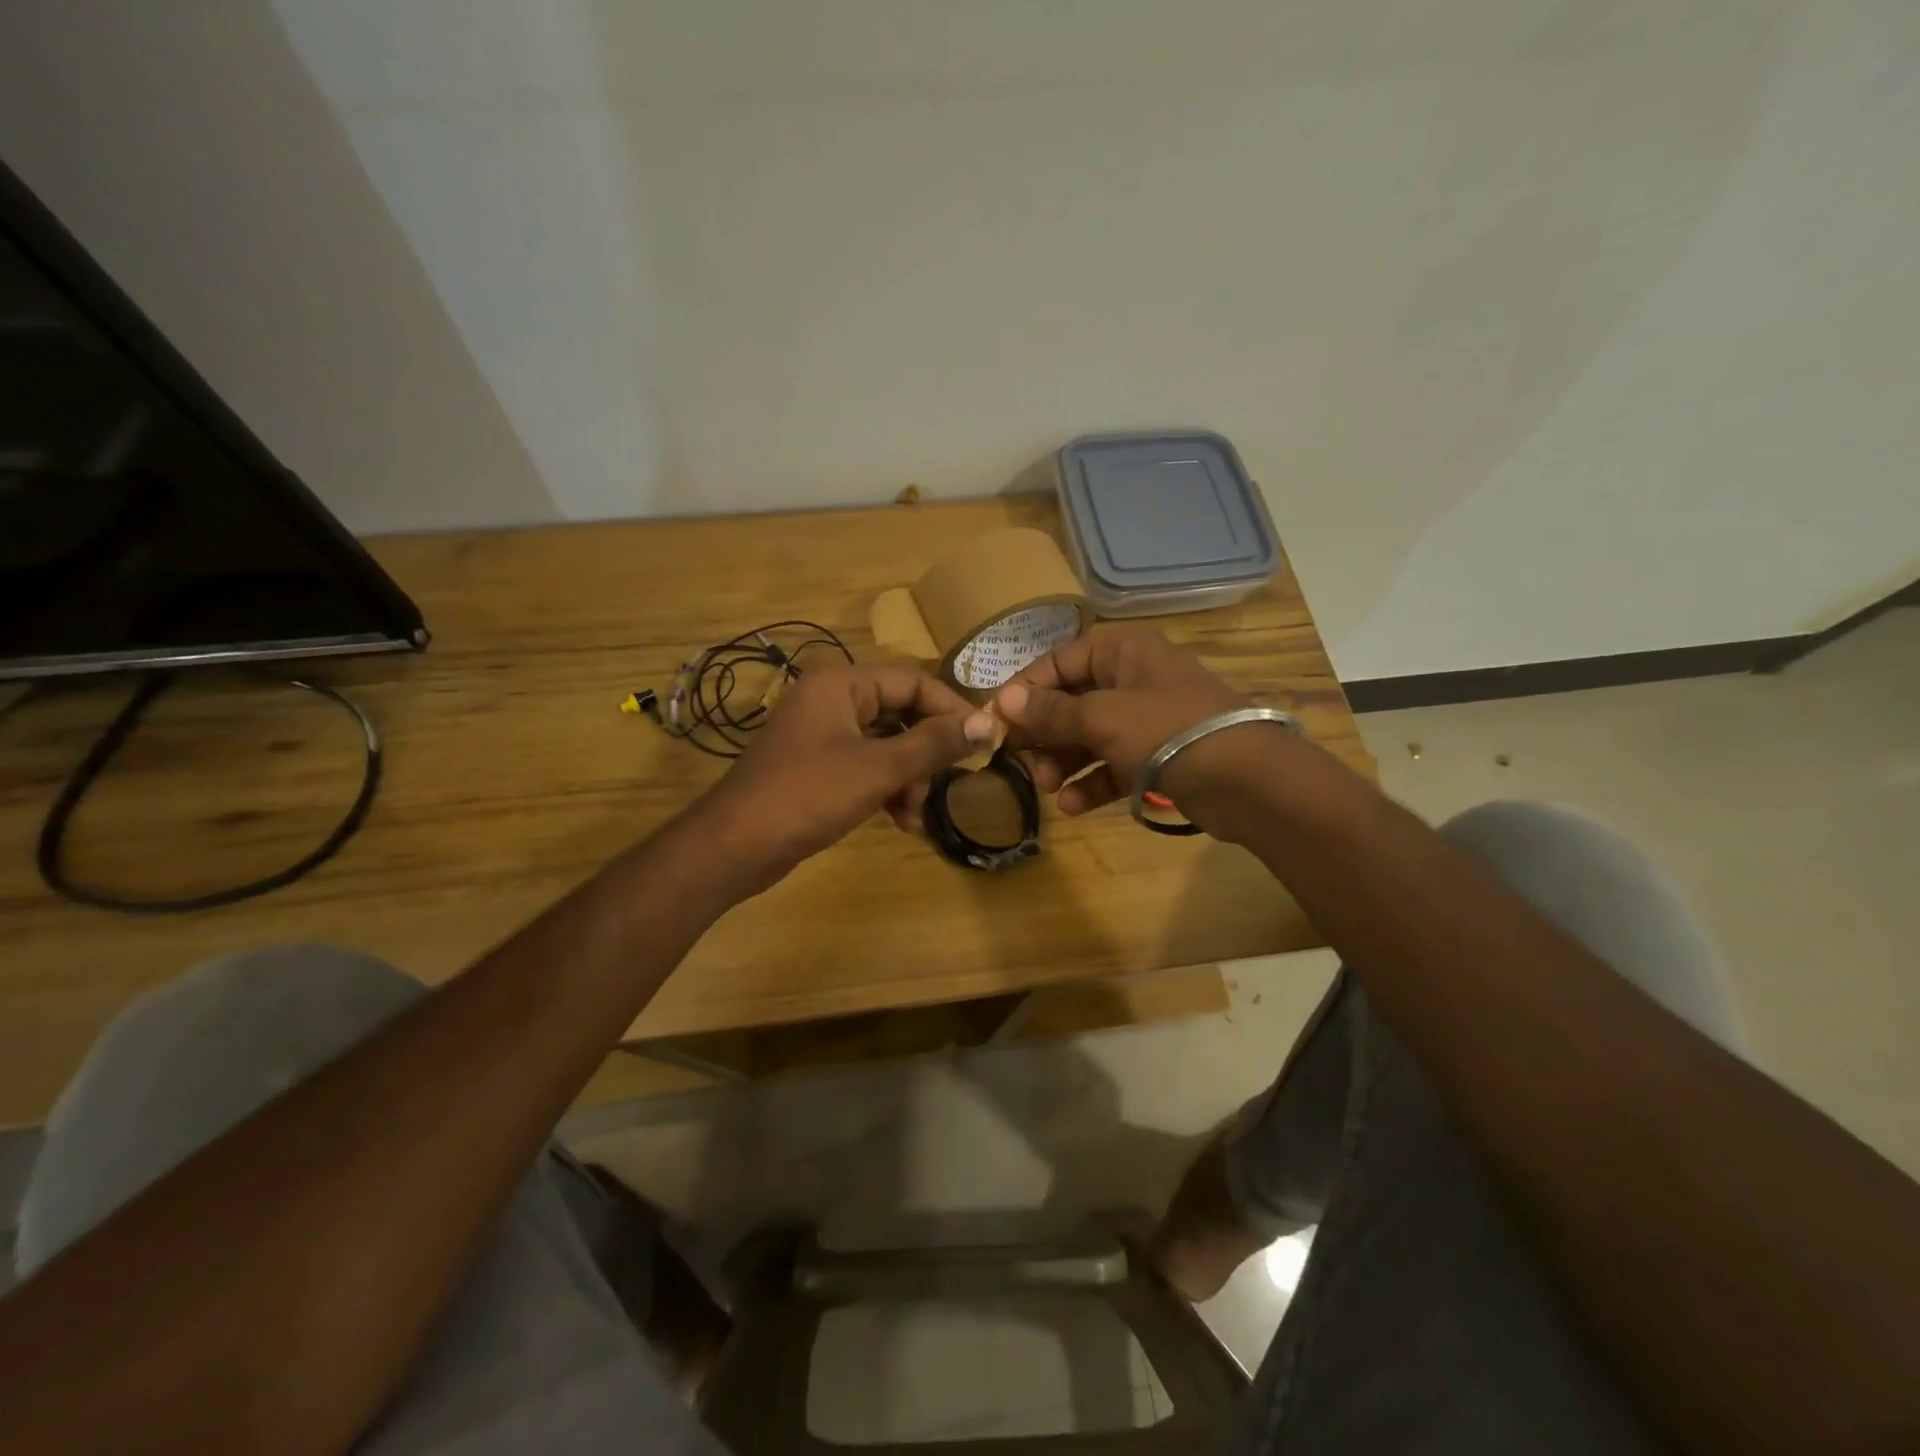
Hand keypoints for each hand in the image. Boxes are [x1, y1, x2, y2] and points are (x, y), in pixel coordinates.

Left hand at [695, 662, 995, 889]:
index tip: (984, 740)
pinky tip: (900, 821)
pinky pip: (868, 766)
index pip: (913, 681)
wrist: (734, 847)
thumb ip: (934, 744)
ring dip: (909, 778)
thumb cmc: (807, 795)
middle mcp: (832, 700)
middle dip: (927, 753)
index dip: (952, 709)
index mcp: (841, 684)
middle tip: (950, 782)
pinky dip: (887, 789)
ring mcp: (823, 734)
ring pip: (888, 745)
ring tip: (915, 816)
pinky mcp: (819, 766)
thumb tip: (987, 724)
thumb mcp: (878, 768)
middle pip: (901, 713)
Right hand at [995, 628, 1263, 824]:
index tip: (995, 722)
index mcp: (1121, 651)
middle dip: (1044, 733)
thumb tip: (1003, 702)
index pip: (1057, 662)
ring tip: (1047, 788)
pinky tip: (1073, 806)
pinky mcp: (1157, 756)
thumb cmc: (1167, 731)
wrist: (1247, 781)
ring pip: (1089, 736)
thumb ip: (1051, 712)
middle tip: (1020, 761)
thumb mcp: (1102, 718)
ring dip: (1064, 762)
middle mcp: (1132, 678)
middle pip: (1071, 701)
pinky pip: (1112, 764)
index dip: (1024, 690)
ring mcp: (1146, 719)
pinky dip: (1092, 782)